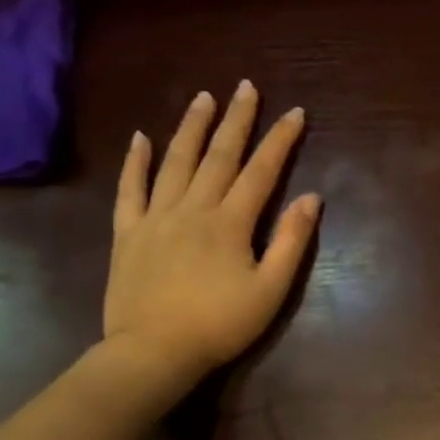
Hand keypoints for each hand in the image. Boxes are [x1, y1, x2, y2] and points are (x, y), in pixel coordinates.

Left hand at [103, 81, 320, 389]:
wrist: (153, 352)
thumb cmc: (220, 325)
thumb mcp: (270, 290)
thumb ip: (291, 242)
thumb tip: (311, 198)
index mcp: (230, 222)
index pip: (262, 171)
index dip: (280, 140)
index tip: (295, 112)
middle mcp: (193, 208)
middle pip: (219, 155)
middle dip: (236, 119)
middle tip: (246, 87)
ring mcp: (156, 217)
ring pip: (175, 162)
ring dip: (191, 127)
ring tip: (203, 97)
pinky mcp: (127, 233)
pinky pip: (130, 189)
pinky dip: (135, 162)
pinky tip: (140, 138)